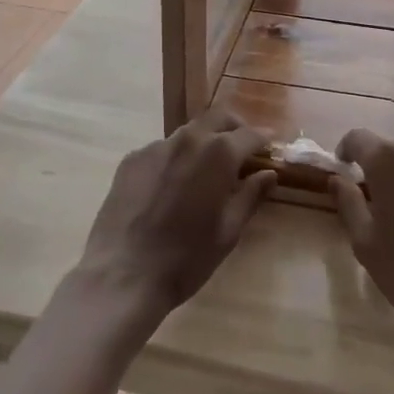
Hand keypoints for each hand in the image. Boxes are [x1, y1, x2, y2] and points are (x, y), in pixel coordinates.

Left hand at [77, 112, 275, 323]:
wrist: (123, 275)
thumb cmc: (186, 258)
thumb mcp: (228, 231)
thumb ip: (251, 196)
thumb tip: (269, 174)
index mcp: (218, 154)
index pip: (249, 134)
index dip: (263, 139)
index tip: (270, 145)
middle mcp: (188, 139)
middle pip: (217, 119)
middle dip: (234, 128)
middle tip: (242, 148)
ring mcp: (155, 147)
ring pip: (188, 134)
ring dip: (203, 143)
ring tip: (205, 171)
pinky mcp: (131, 160)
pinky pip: (161, 150)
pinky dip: (175, 159)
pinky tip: (171, 186)